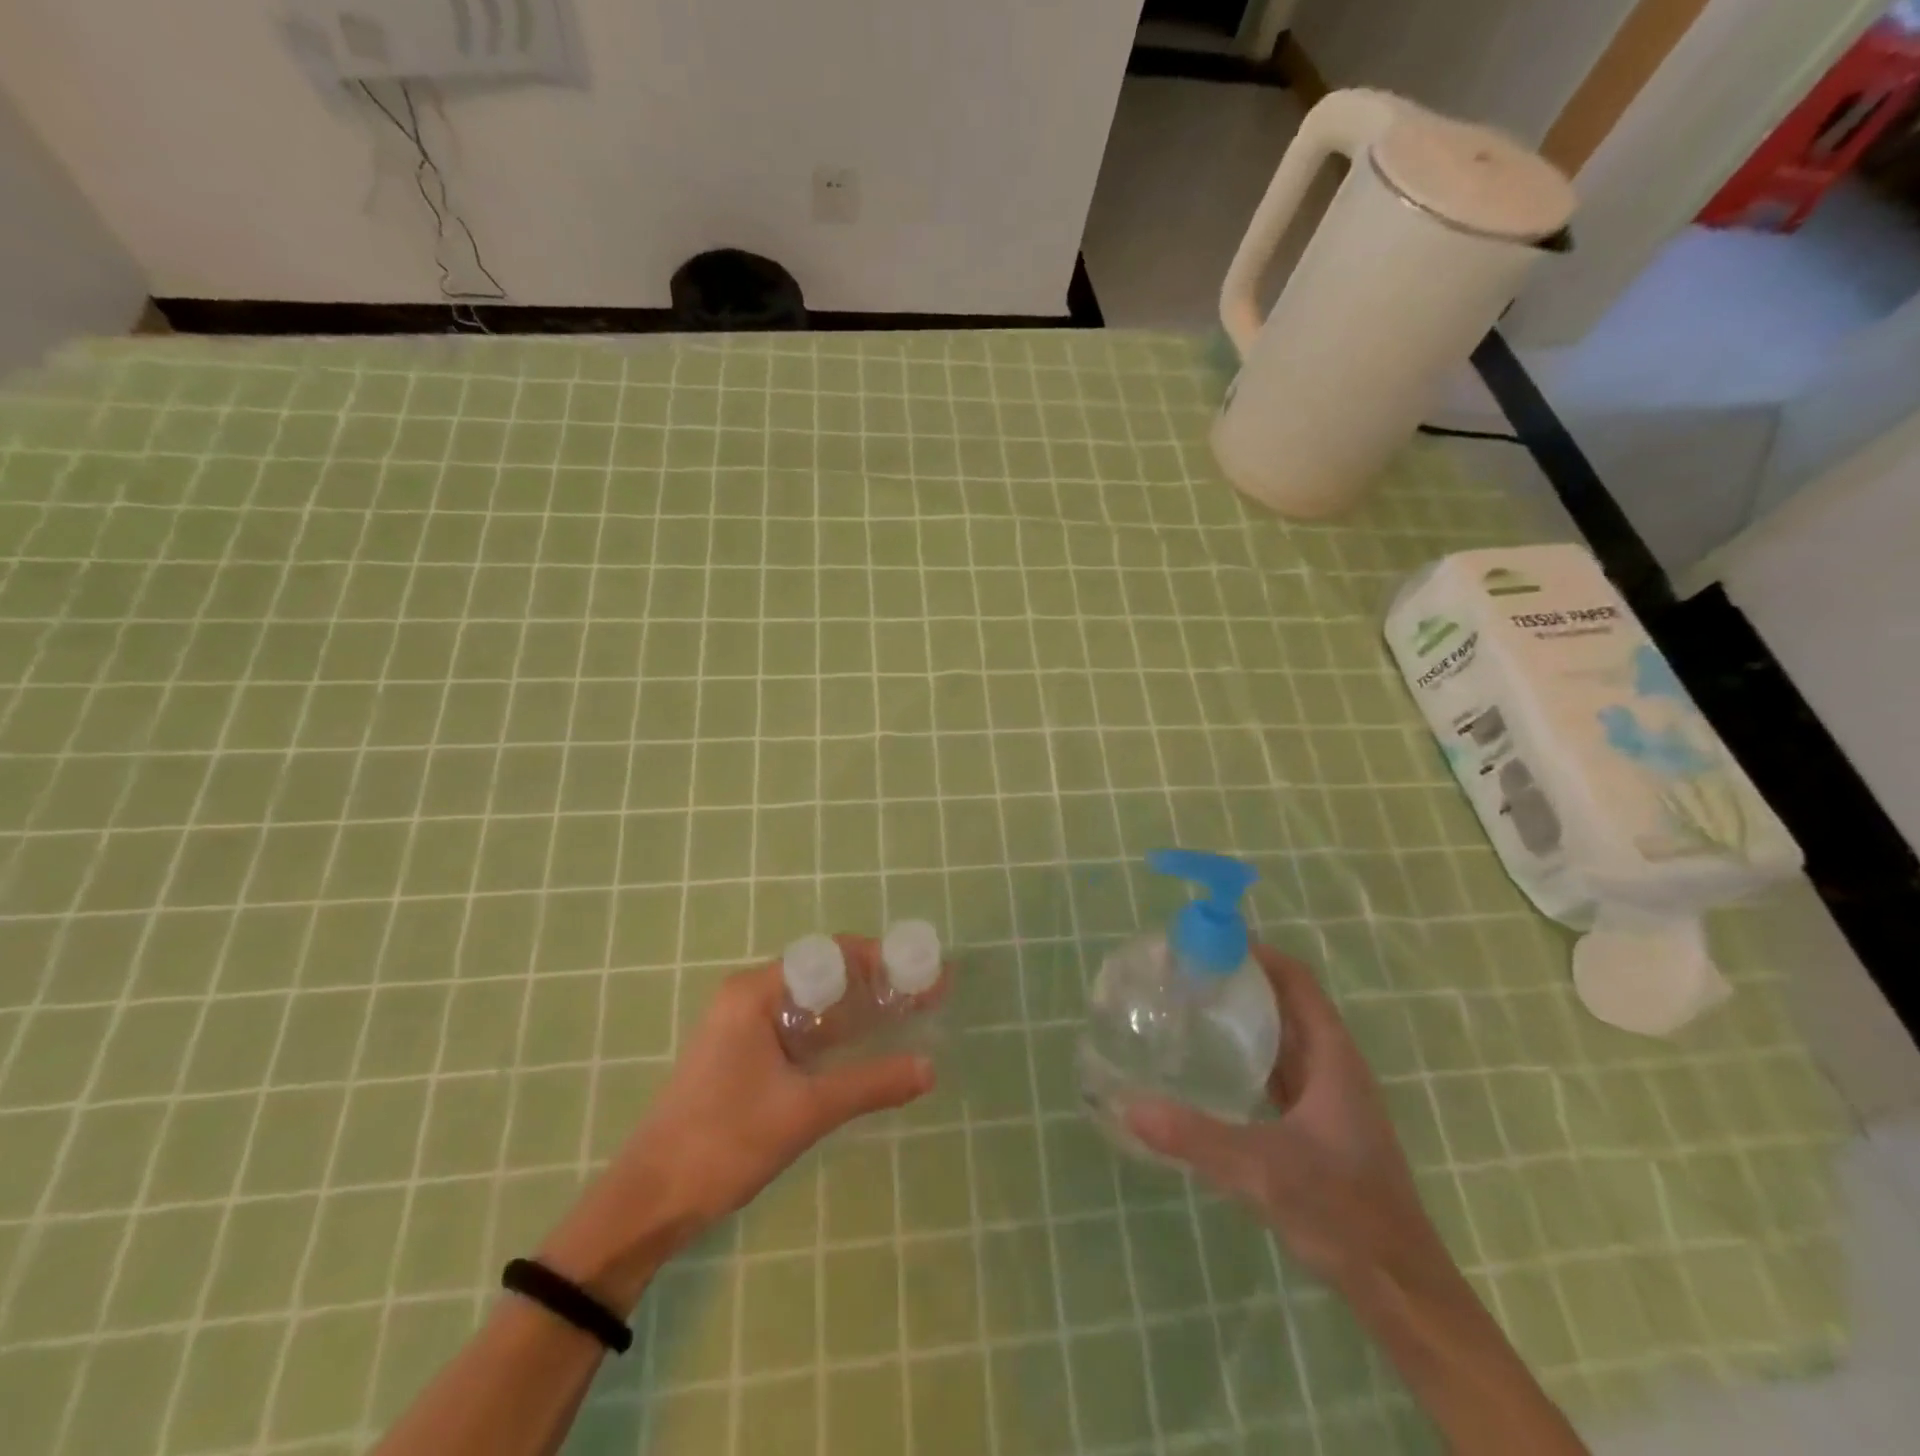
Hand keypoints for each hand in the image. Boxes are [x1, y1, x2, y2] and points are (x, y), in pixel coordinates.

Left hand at [540, 936, 933, 1308]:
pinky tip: (865, 1047)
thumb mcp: (805, 1111)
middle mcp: (748, 996)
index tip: (920, 975)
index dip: (879, 961)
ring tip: (906, 1016)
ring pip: (812, 1003)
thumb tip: (930, 1068)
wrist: (649, 1202)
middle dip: (875, 983)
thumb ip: (870, 1085)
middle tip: (923, 997)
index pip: (830, 955)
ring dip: (856, 1009)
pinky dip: (834, 1032)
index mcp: (754, 991)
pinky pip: (798, 1028)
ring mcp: (742, 1025)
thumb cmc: (723, 1143)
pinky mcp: (742, 1053)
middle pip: (823, 974)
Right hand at [1125, 945, 1448, 1294]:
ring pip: (1284, 1037)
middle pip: (1287, 1003)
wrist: (1399, 1287)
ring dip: (1246, 1016)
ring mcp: (1328, 1098)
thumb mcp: (1263, 1171)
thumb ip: (1197, 1137)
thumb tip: (1130, 1105)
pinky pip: (1279, 1070)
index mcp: (1332, 1058)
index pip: (1296, 981)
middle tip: (1187, 972)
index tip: (1209, 942)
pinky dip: (1249, 1054)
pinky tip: (1214, 1066)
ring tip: (1192, 1006)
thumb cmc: (1343, 1213)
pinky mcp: (1318, 1125)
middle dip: (1242, 980)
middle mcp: (1333, 1067)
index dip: (1258, 954)